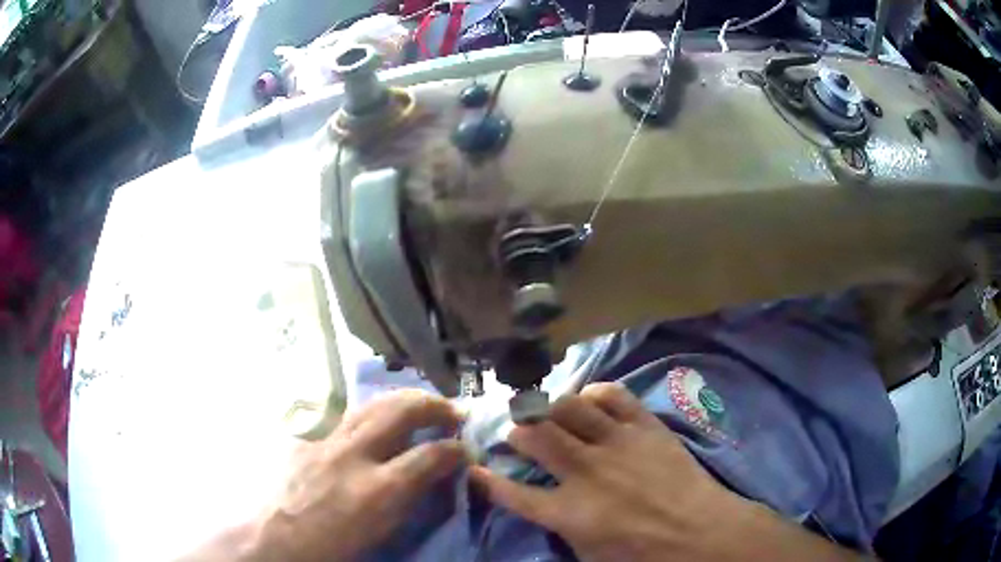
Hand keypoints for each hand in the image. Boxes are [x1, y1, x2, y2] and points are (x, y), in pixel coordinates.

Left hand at [184, 390, 465, 561]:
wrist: (275, 537)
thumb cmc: (333, 545)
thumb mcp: (381, 531)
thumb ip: (411, 498)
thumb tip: (437, 475)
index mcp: (377, 490)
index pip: (431, 455)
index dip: (457, 449)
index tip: (467, 450)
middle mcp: (354, 455)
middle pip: (402, 411)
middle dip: (435, 406)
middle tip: (452, 412)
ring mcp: (327, 439)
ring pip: (373, 402)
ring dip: (405, 399)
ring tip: (421, 404)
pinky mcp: (309, 435)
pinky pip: (346, 413)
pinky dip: (372, 411)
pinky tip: (377, 418)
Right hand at [471, 383, 862, 561]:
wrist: (701, 533)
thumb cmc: (644, 556)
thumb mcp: (591, 557)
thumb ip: (562, 530)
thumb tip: (546, 508)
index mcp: (568, 512)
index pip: (512, 492)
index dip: (488, 479)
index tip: (475, 468)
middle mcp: (585, 472)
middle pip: (535, 435)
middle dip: (516, 428)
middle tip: (514, 428)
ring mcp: (616, 444)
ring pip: (569, 408)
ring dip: (550, 406)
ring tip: (547, 408)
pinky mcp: (644, 427)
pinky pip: (613, 396)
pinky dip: (594, 392)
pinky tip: (588, 398)